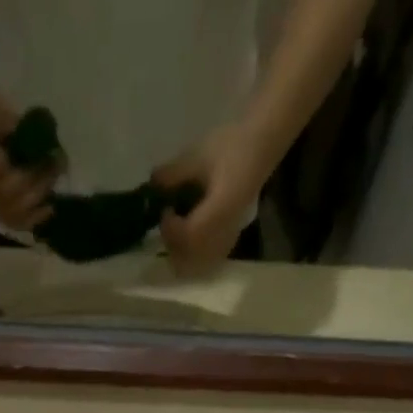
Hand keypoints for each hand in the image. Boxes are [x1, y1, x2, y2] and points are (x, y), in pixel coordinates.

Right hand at [0, 79, 57, 231]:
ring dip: (39, 194)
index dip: (6, 163)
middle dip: (33, 178)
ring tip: (55, 173)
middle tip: (55, 159)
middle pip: (4, 195)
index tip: (24, 144)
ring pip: (13, 211)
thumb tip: (23, 129)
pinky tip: (49, 208)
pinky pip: (14, 222)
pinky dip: (33, 218)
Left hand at [152, 124, 270, 273]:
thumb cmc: (231, 146)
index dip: (171, 230)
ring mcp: (229, 241)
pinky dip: (194, 258)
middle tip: (168, 225)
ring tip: (177, 231)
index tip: (165, 211)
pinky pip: (208, 263)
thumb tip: (152, 185)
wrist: (260, 146)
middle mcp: (224, 233)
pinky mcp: (230, 242)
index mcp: (219, 212)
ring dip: (182, 255)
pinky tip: (190, 239)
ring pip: (198, 266)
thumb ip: (173, 174)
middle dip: (173, 246)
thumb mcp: (198, 155)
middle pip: (191, 260)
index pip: (189, 237)